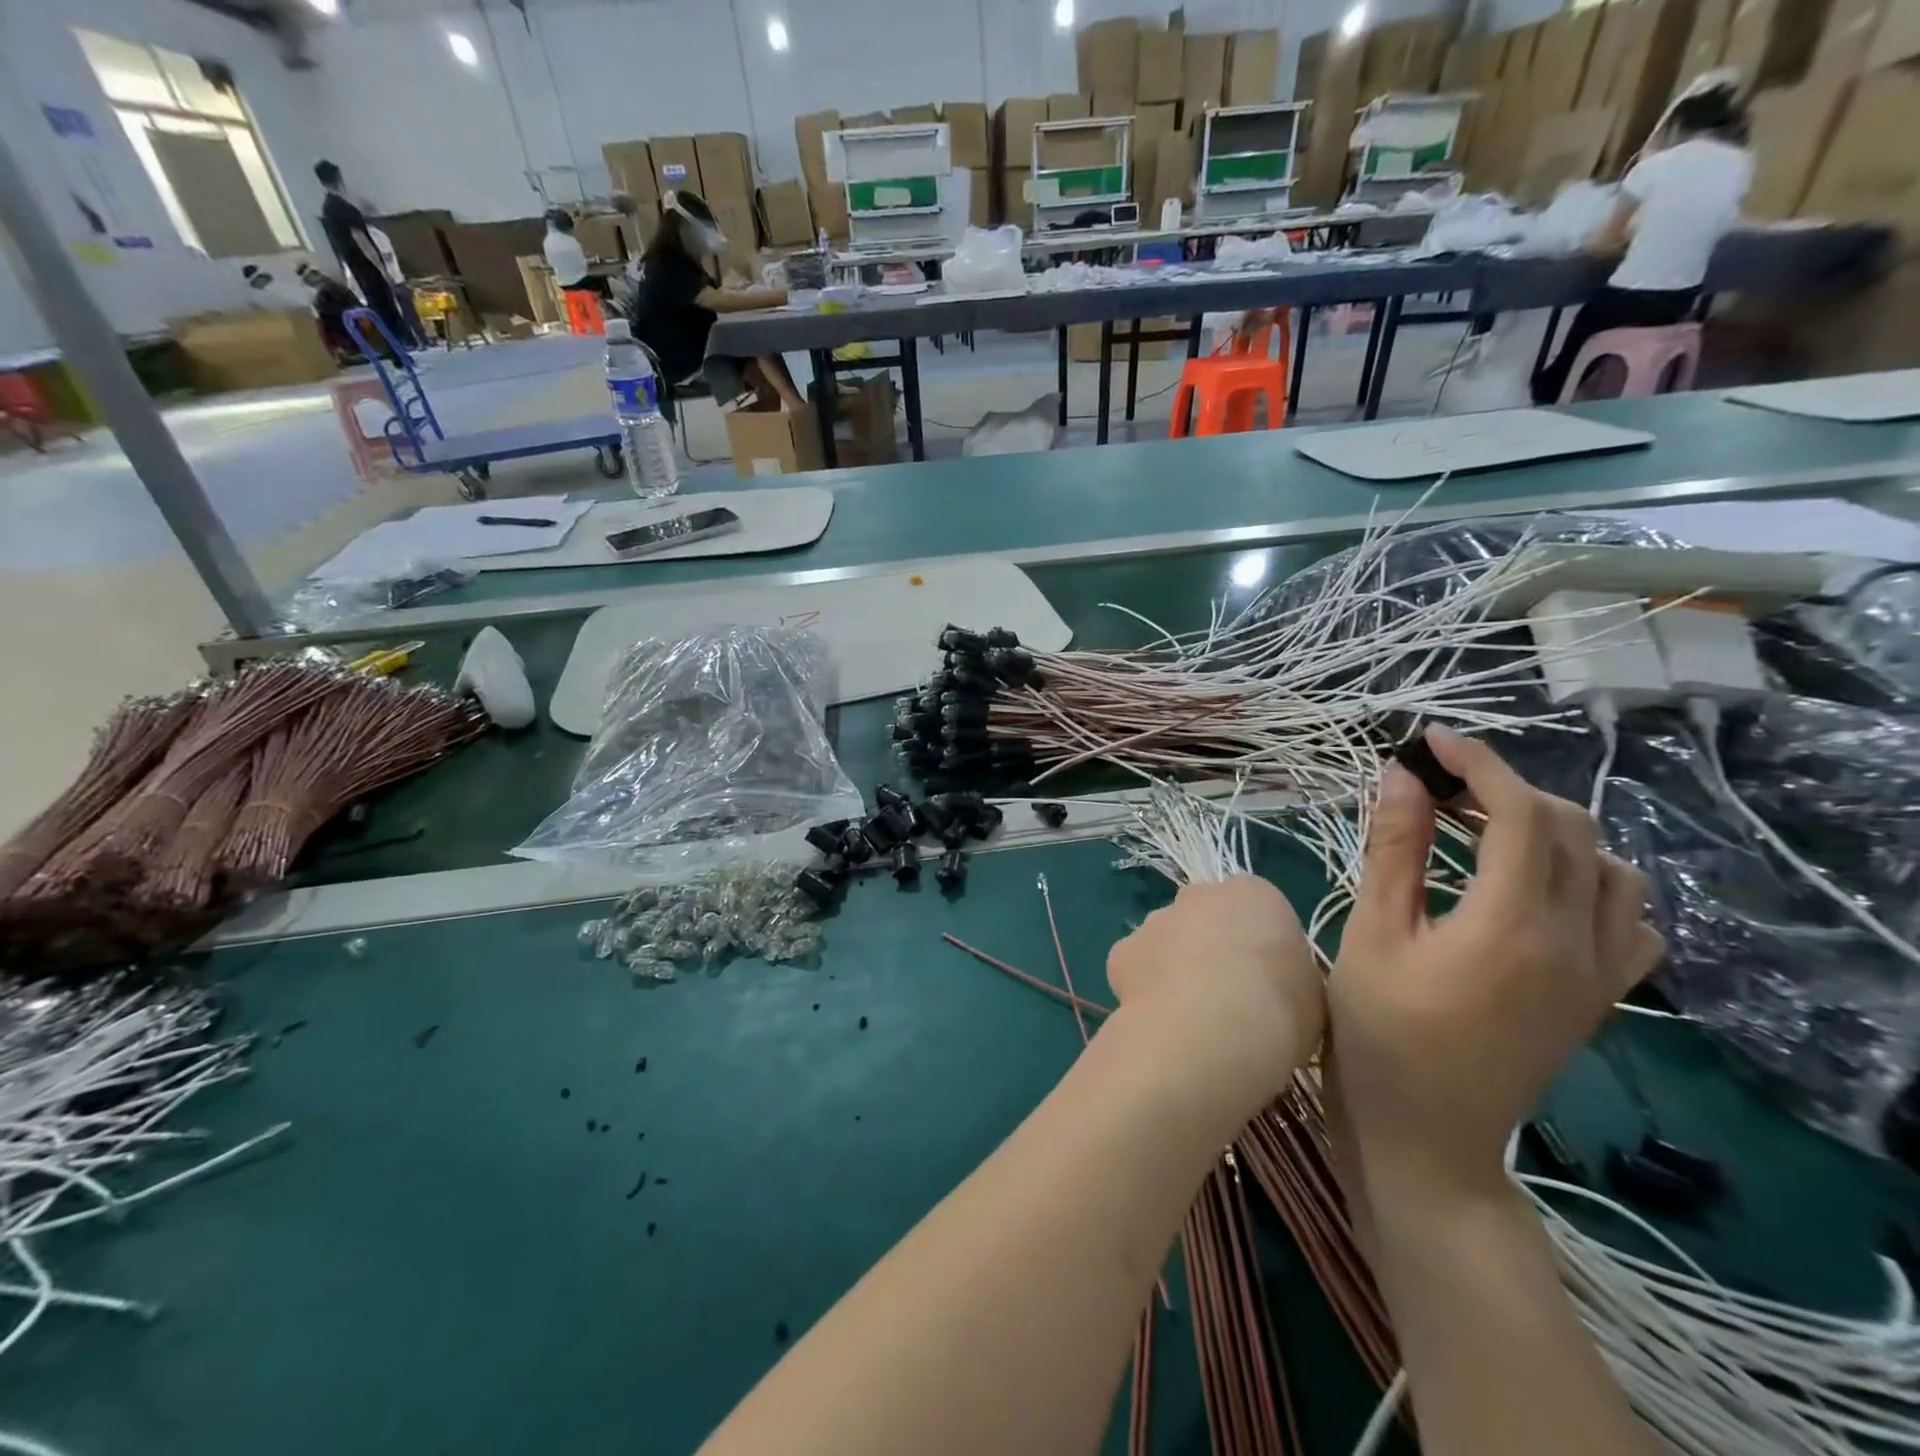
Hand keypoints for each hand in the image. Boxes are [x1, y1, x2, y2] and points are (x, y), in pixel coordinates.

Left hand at [1106, 876, 1322, 1111]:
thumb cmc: (1278, 1010)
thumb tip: (1272, 983)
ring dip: (1177, 966)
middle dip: (1213, 947)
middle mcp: (1199, 894)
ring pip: (1168, 939)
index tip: (1268, 983)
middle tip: (1228, 997)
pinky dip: (1146, 988)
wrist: (1210, 1033)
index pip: (1257, 909)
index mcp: (1254, 893)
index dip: (1262, 948)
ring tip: (1192, 1017)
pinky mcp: (1122, 950)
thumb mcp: (1311, 993)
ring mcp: (1155, 920)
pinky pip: (1138, 967)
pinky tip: (1161, 1020)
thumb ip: (1289, 973)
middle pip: (1207, 917)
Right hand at [1329, 729, 1664, 1188]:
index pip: (1519, 813)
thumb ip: (1393, 850)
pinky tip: (1542, 888)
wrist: (1425, 1135)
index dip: (1477, 764)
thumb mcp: (1371, 933)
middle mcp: (1576, 941)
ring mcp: (1600, 973)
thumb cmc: (1376, 1031)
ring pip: (1611, 868)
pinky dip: (1594, 881)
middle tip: (1437, 787)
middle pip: (1569, 830)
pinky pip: (1631, 920)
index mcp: (1512, 924)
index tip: (1430, 742)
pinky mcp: (1602, 997)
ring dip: (1551, 830)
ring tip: (1484, 830)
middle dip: (1505, 789)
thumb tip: (1401, 777)